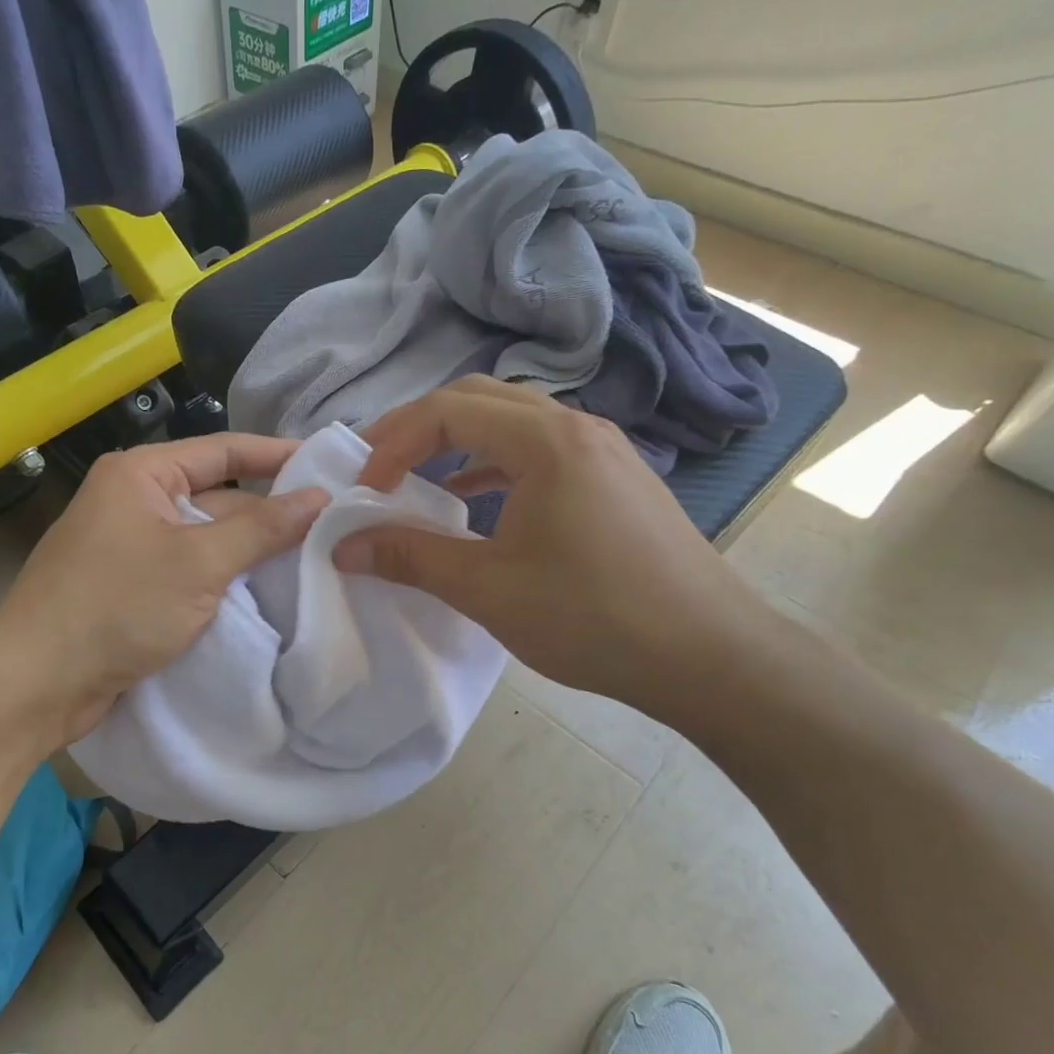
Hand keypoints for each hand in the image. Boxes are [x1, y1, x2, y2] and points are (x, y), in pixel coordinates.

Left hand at [0, 434, 328, 745]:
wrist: (36, 684)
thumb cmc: (116, 607)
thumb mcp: (199, 563)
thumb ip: (263, 528)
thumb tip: (321, 498)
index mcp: (141, 474)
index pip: (224, 450)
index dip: (279, 455)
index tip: (330, 465)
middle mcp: (135, 501)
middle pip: (218, 497)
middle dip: (270, 514)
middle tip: (336, 525)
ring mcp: (132, 547)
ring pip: (207, 540)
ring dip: (251, 552)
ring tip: (318, 559)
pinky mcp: (132, 589)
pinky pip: (192, 573)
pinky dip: (226, 581)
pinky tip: (269, 593)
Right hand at [334, 377, 769, 724]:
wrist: (710, 656)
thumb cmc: (594, 618)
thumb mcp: (488, 589)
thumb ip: (410, 557)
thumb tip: (343, 546)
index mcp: (545, 441)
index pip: (447, 410)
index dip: (393, 443)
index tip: (364, 490)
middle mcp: (576, 427)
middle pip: (478, 398)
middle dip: (418, 428)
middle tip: (377, 466)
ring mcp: (601, 449)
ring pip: (511, 419)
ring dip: (456, 441)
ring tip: (416, 477)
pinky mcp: (613, 477)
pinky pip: (538, 448)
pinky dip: (492, 461)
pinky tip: (472, 497)